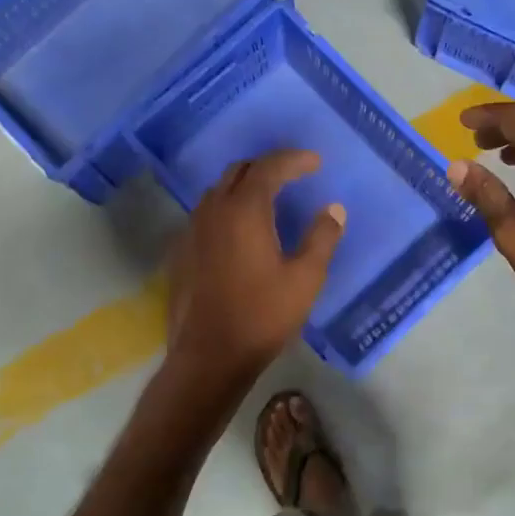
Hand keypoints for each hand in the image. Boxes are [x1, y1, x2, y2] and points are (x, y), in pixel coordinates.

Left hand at [166, 150, 344, 385]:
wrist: (208, 356)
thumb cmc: (262, 316)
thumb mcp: (305, 279)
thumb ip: (321, 238)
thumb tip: (333, 209)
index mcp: (244, 210)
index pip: (269, 167)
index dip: (293, 159)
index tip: (315, 162)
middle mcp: (213, 211)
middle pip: (238, 171)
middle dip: (267, 166)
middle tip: (292, 175)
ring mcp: (192, 231)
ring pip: (218, 191)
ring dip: (244, 186)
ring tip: (268, 199)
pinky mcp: (181, 252)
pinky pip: (206, 215)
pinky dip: (227, 209)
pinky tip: (239, 232)